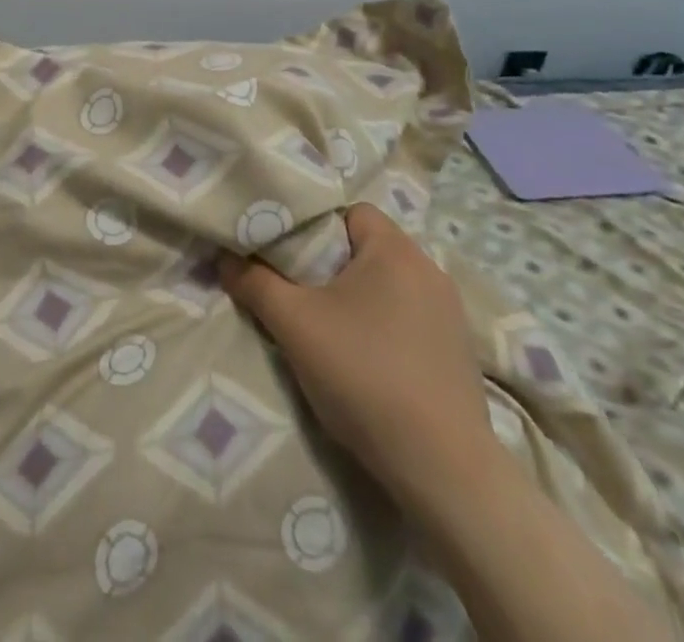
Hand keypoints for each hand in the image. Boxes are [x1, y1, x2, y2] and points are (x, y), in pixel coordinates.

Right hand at [220, 203, 494, 508]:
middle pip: (366, 248)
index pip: (349, 212)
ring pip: (388, 285)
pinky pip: (409, 318)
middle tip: (297, 290)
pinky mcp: (459, 354)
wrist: (443, 471)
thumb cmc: (365, 376)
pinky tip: (365, 360)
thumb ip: (254, 282)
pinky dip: (383, 327)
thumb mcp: (294, 324)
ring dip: (357, 298)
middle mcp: (430, 270)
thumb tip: (224, 258)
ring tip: (327, 327)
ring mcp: (451, 315)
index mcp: (396, 250)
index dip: (314, 227)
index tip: (287, 256)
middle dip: (330, 265)